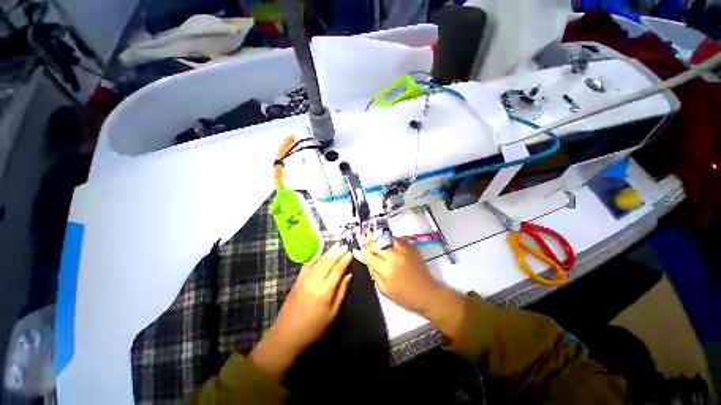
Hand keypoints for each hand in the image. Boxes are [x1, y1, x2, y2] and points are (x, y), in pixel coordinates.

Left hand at [249, 243, 352, 378]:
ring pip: (318, 260)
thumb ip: (341, 291)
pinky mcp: (297, 280)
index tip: (350, 253)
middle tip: (344, 245)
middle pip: (328, 261)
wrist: (286, 334)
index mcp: (325, 290)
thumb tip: (349, 275)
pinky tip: (321, 255)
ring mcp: (304, 278)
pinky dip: (316, 258)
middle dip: (337, 252)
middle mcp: (314, 280)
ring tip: (336, 246)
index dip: (345, 260)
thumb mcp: (332, 313)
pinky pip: (308, 264)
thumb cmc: (314, 327)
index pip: (337, 269)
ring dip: (328, 252)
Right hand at [353, 237, 467, 340]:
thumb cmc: (405, 297)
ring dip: (376, 237)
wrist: (428, 293)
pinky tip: (384, 240)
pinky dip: (388, 238)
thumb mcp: (385, 290)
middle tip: (360, 240)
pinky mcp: (411, 247)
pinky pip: (396, 238)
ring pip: (386, 238)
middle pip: (376, 244)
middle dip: (366, 242)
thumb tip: (367, 262)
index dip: (360, 253)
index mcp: (387, 269)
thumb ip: (374, 274)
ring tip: (370, 237)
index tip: (354, 251)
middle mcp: (395, 256)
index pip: (369, 257)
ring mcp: (404, 249)